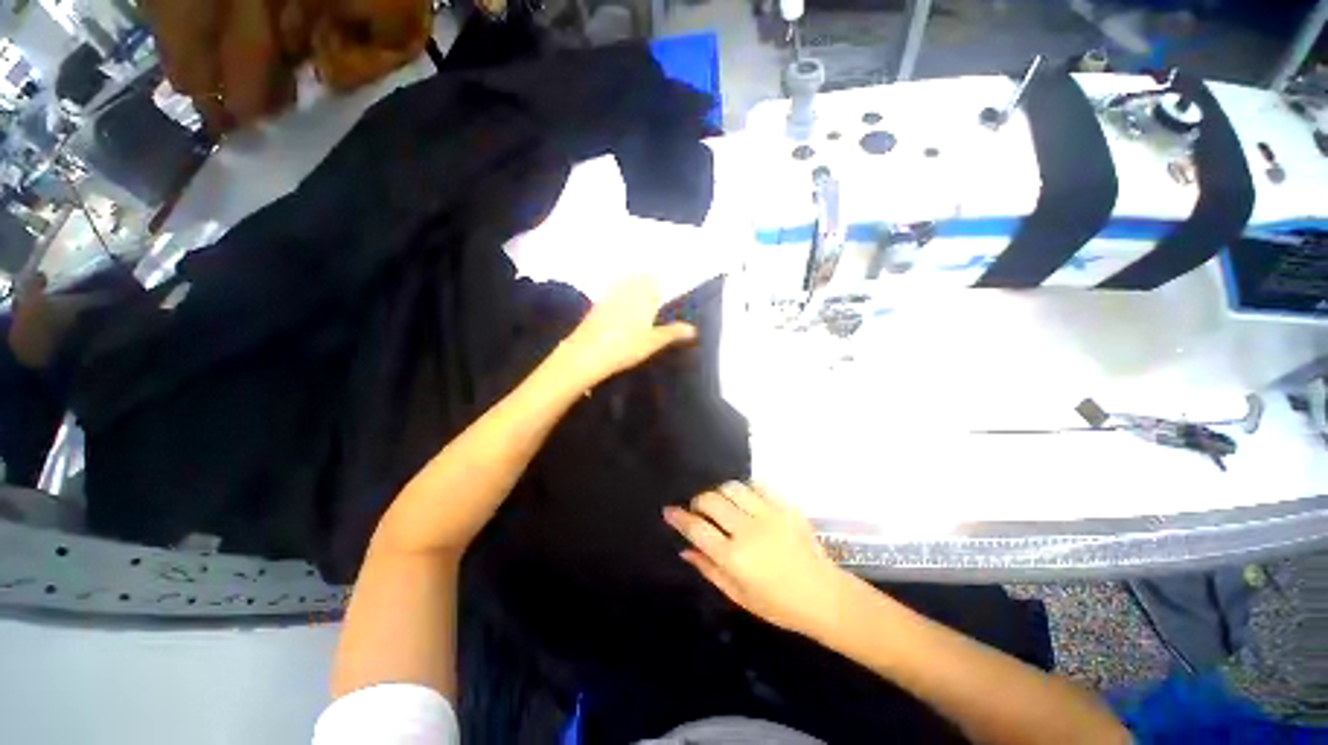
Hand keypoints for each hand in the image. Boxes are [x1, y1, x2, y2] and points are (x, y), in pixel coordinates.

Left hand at [555, 276, 696, 387]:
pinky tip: (617, 307)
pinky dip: (616, 296)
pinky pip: (609, 294)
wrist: (587, 354)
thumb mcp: (653, 342)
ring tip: (637, 294)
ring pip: (622, 284)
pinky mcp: (595, 307)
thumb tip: (692, 329)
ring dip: (630, 285)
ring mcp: (608, 297)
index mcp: (642, 297)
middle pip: (637, 279)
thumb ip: (672, 333)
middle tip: (653, 287)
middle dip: (645, 281)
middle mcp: (625, 291)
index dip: (659, 282)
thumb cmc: (625, 347)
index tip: (664, 287)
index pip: (653, 281)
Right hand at [664, 482, 846, 636]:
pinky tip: (745, 500)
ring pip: (731, 487)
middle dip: (698, 501)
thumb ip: (709, 569)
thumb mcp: (738, 595)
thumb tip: (685, 549)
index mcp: (734, 557)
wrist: (823, 594)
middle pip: (710, 500)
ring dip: (720, 493)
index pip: (697, 528)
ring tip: (722, 504)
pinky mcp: (784, 505)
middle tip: (699, 510)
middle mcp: (747, 530)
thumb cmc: (778, 604)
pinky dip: (744, 490)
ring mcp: (768, 514)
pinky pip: (756, 485)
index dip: (679, 517)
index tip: (669, 510)